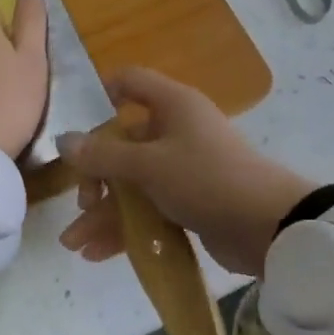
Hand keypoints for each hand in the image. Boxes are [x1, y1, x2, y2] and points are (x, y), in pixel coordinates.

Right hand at [56, 68, 315, 277]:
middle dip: (96, 175)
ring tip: (75, 243)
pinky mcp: (191, 201)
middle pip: (123, 142)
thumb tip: (63, 140)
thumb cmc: (206, 179)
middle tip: (83, 202)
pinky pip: (149, 208)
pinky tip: (98, 253)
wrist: (270, 226)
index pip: (130, 82)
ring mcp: (184, 168)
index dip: (101, 94)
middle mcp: (176, 130)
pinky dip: (126, 227)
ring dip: (105, 211)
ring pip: (134, 182)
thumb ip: (103, 155)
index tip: (75, 123)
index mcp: (171, 105)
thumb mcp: (149, 165)